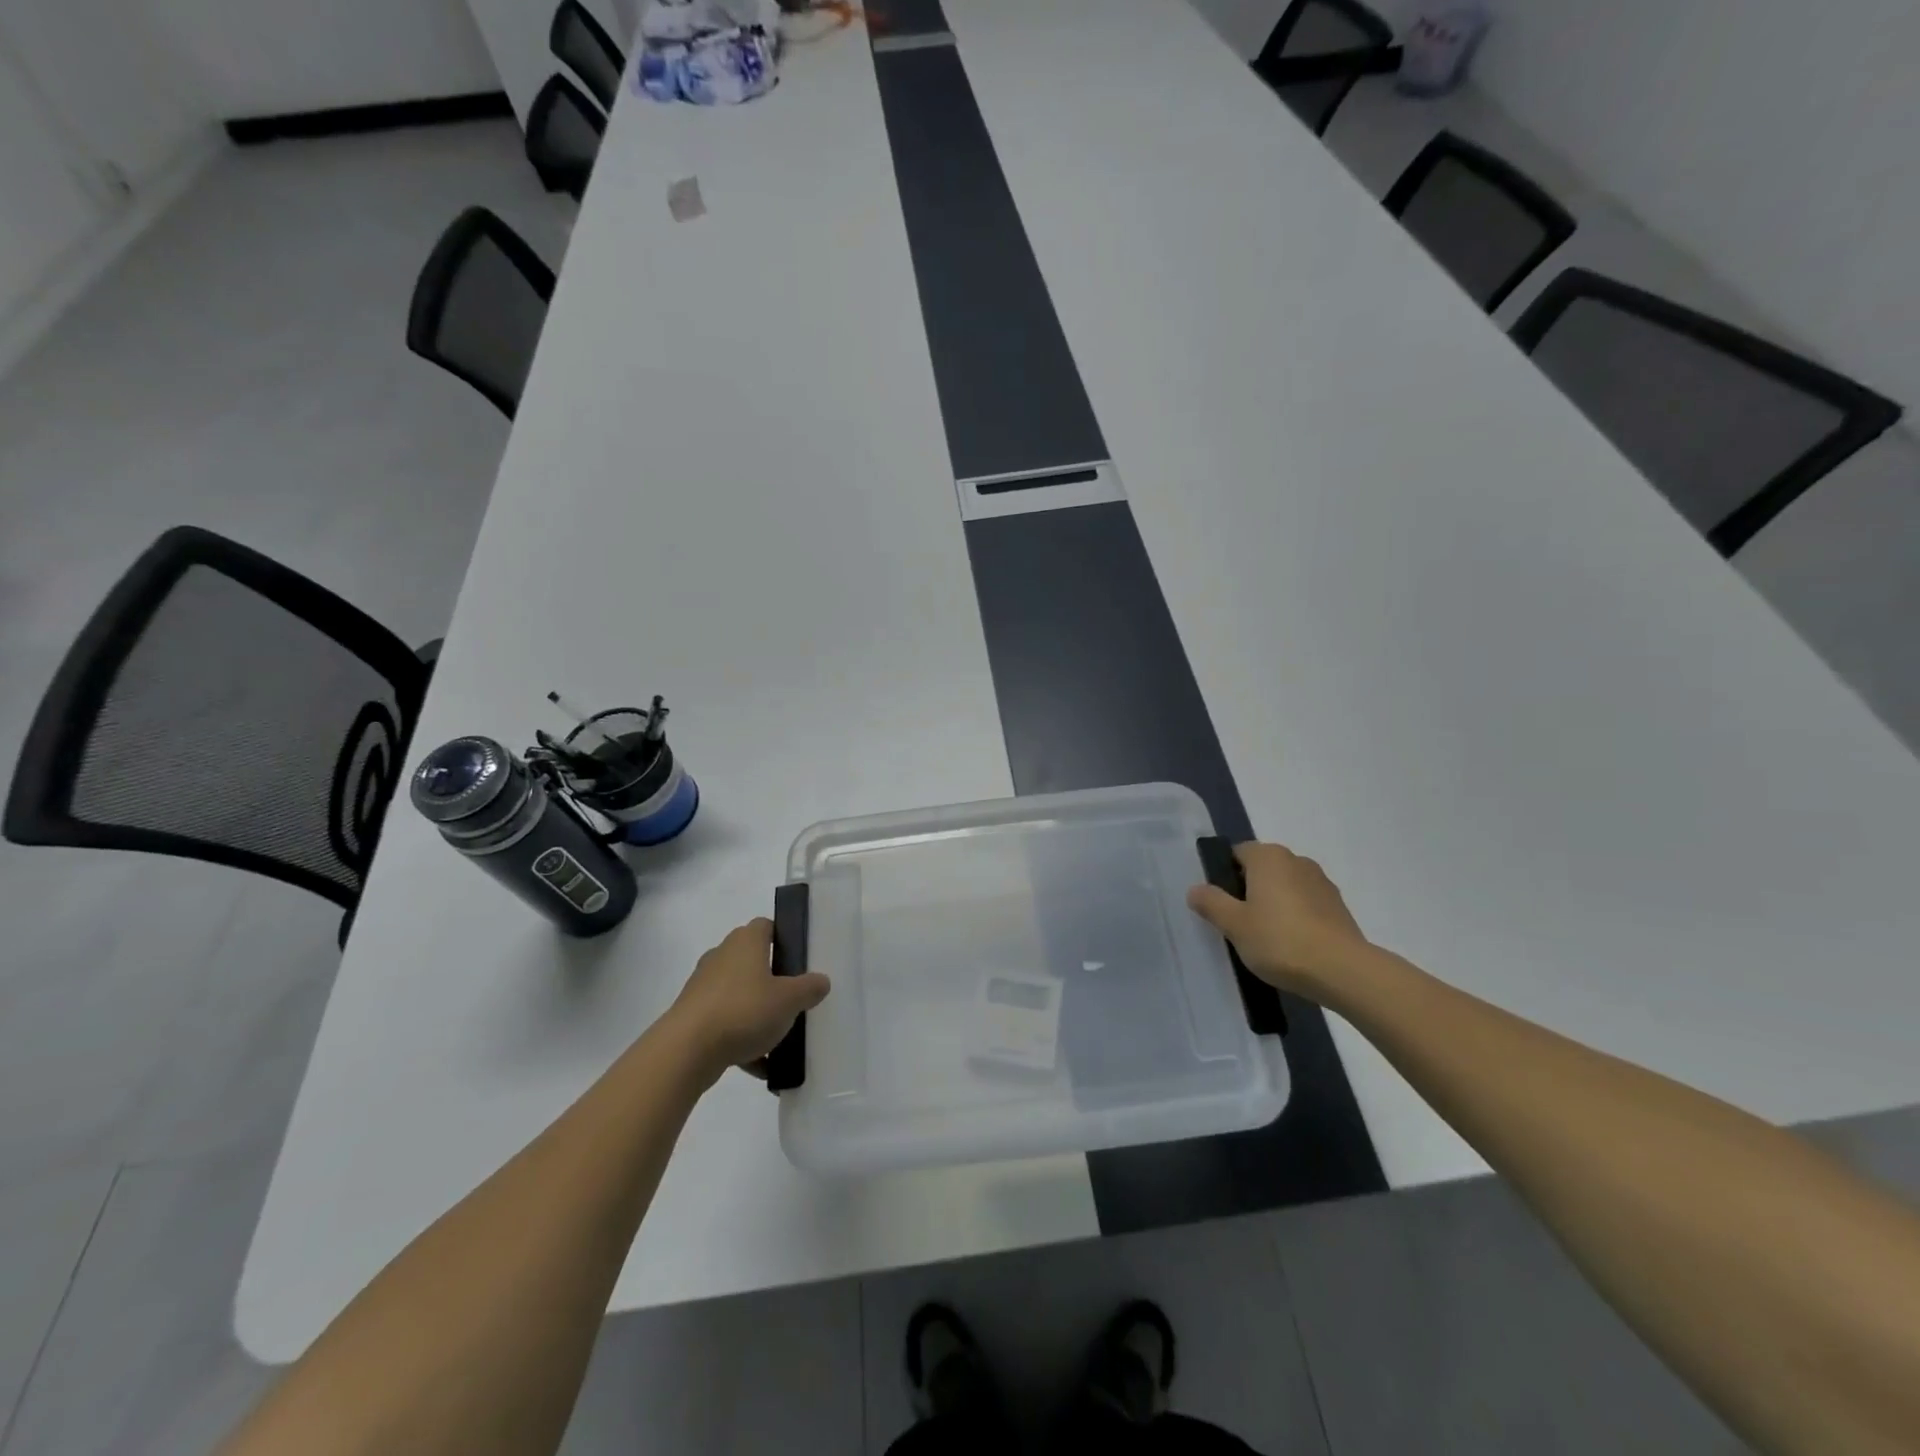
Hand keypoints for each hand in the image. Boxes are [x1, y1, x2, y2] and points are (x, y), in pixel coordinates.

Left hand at [667, 919, 829, 1082]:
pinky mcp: (692, 1016)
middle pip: (752, 962)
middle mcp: (721, 957)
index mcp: (745, 942)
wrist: (685, 1050)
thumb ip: (809, 988)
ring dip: (757, 1014)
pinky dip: (741, 1041)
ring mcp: (703, 987)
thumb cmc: (743, 1011)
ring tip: (778, 1039)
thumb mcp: (789, 1000)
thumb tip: (821, 980)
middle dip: (772, 981)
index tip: (799, 959)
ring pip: (739, 995)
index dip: (783, 938)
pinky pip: (725, 1023)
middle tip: (793, 998)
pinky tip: (760, 1066)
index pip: (766, 926)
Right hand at [1187, 842, 1375, 999]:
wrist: (1343, 971)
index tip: (1220, 904)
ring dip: (1274, 903)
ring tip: (1267, 938)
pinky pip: (1306, 904)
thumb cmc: (1280, 940)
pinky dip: (1296, 917)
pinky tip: (1292, 945)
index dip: (1224, 875)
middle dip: (1249, 890)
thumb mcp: (1234, 924)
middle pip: (1262, 869)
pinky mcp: (1339, 907)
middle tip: (1238, 923)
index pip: (1237, 853)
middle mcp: (1296, 860)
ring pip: (1286, 887)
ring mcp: (1321, 882)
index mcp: (1268, 857)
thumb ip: (1211, 903)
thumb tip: (1195, 889)